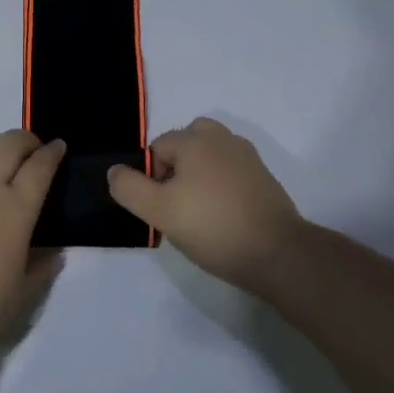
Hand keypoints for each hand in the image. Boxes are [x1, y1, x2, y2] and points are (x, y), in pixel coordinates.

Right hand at [107, 118, 311, 292]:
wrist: (278, 254)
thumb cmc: (212, 226)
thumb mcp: (158, 211)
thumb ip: (129, 187)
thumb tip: (115, 171)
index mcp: (195, 139)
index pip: (157, 148)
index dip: (150, 178)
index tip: (160, 208)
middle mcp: (223, 138)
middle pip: (186, 143)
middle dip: (175, 168)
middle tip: (176, 204)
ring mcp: (248, 157)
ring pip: (209, 157)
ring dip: (198, 176)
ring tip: (198, 212)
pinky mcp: (264, 179)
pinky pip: (230, 173)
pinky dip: (221, 187)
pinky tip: (222, 217)